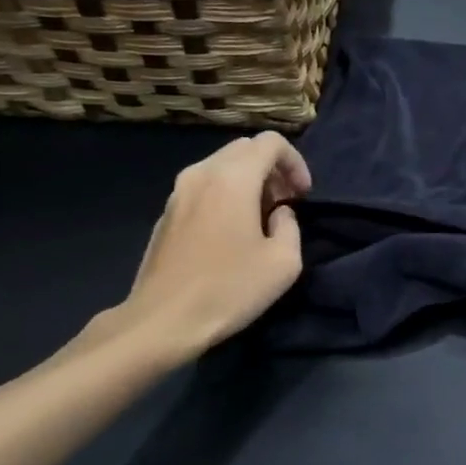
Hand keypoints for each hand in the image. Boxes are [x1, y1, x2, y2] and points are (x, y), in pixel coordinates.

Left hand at [110, 134, 311, 359]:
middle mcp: (202, 173)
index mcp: (233, 178)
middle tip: (286, 203)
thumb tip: (279, 215)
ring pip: (222, 166)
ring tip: (261, 218)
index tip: (303, 196)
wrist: (162, 321)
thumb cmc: (229, 289)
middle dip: (272, 169)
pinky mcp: (166, 213)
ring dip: (248, 181)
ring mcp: (178, 192)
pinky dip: (225, 195)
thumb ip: (290, 226)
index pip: (271, 142)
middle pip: (245, 148)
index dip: (296, 162)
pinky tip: (231, 233)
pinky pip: (204, 187)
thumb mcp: (284, 262)